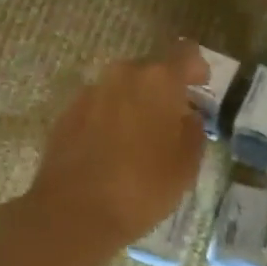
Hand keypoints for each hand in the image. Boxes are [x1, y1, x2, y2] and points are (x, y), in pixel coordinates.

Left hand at [25, 41, 208, 253]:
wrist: (74, 212)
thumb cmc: (142, 187)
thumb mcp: (186, 165)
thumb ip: (193, 130)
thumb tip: (187, 115)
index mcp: (158, 80)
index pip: (186, 53)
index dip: (196, 68)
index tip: (201, 88)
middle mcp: (121, 75)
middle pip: (150, 71)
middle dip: (162, 91)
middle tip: (171, 121)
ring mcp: (89, 93)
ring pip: (121, 89)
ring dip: (133, 105)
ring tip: (139, 140)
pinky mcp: (66, 114)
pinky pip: (98, 107)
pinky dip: (108, 120)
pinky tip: (111, 151)